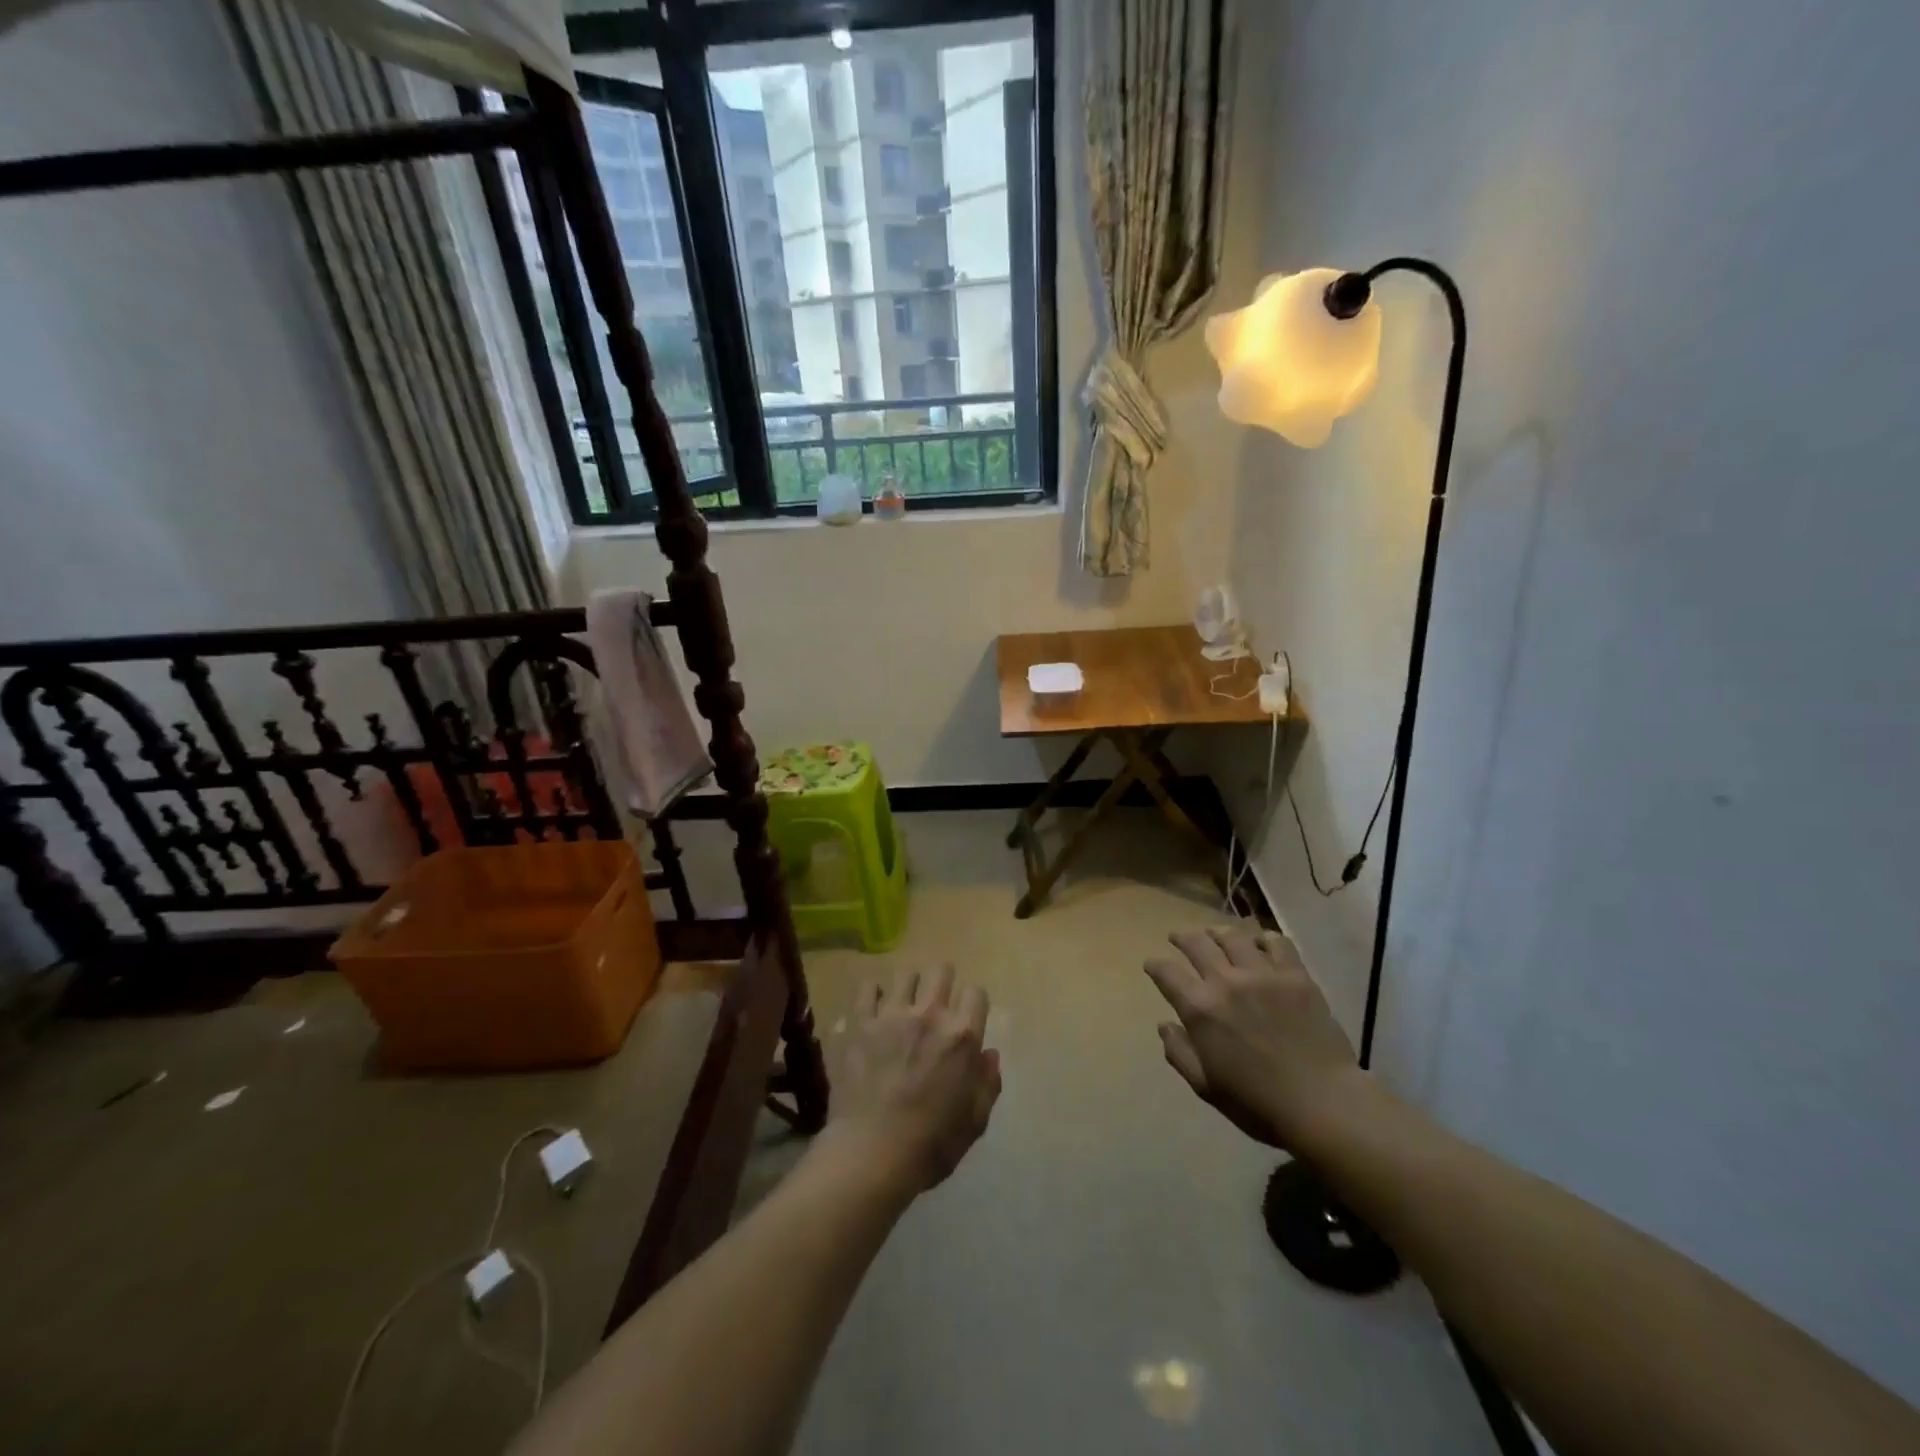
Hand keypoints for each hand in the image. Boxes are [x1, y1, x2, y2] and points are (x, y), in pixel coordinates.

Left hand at [817, 965, 1000, 1200]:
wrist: (872, 1154)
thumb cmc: (931, 1144)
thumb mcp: (975, 1121)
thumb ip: (987, 1083)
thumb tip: (989, 1054)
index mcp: (962, 1036)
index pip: (977, 993)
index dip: (973, 1004)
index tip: (968, 1016)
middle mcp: (930, 1015)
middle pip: (941, 971)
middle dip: (943, 981)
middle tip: (936, 1002)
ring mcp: (891, 1014)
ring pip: (905, 974)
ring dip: (908, 986)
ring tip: (903, 1004)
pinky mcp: (860, 1023)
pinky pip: (866, 989)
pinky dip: (871, 995)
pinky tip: (872, 1010)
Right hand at [1144, 927, 1363, 1153]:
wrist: (1322, 1103)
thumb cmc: (1257, 1102)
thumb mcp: (1206, 1086)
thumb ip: (1179, 1053)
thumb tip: (1164, 1026)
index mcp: (1200, 1008)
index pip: (1167, 973)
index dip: (1155, 965)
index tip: (1152, 964)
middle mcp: (1226, 981)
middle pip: (1197, 944)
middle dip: (1182, 938)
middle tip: (1178, 938)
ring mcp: (1263, 974)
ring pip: (1233, 936)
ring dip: (1217, 932)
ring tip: (1214, 933)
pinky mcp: (1295, 975)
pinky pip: (1277, 943)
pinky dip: (1263, 938)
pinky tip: (1260, 943)